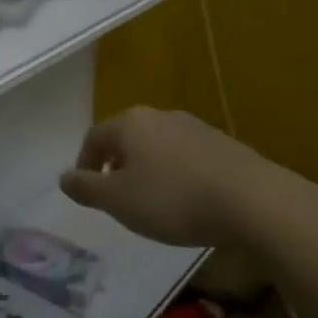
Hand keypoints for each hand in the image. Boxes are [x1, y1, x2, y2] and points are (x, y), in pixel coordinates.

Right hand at [60, 106, 314, 248]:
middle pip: (127, 138)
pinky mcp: (224, 144)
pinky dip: (178, 174)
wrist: (254, 201)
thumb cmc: (174, 199)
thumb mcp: (119, 201)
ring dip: (149, 169)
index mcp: (129, 123)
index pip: (94, 137)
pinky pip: (187, 157)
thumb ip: (86, 188)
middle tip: (118, 196)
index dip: (85, 163)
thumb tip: (63, 177)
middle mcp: (159, 115)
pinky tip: (189, 201)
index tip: (87, 190)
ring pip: (158, 146)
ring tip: (154, 202)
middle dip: (117, 164)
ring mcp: (194, 127)